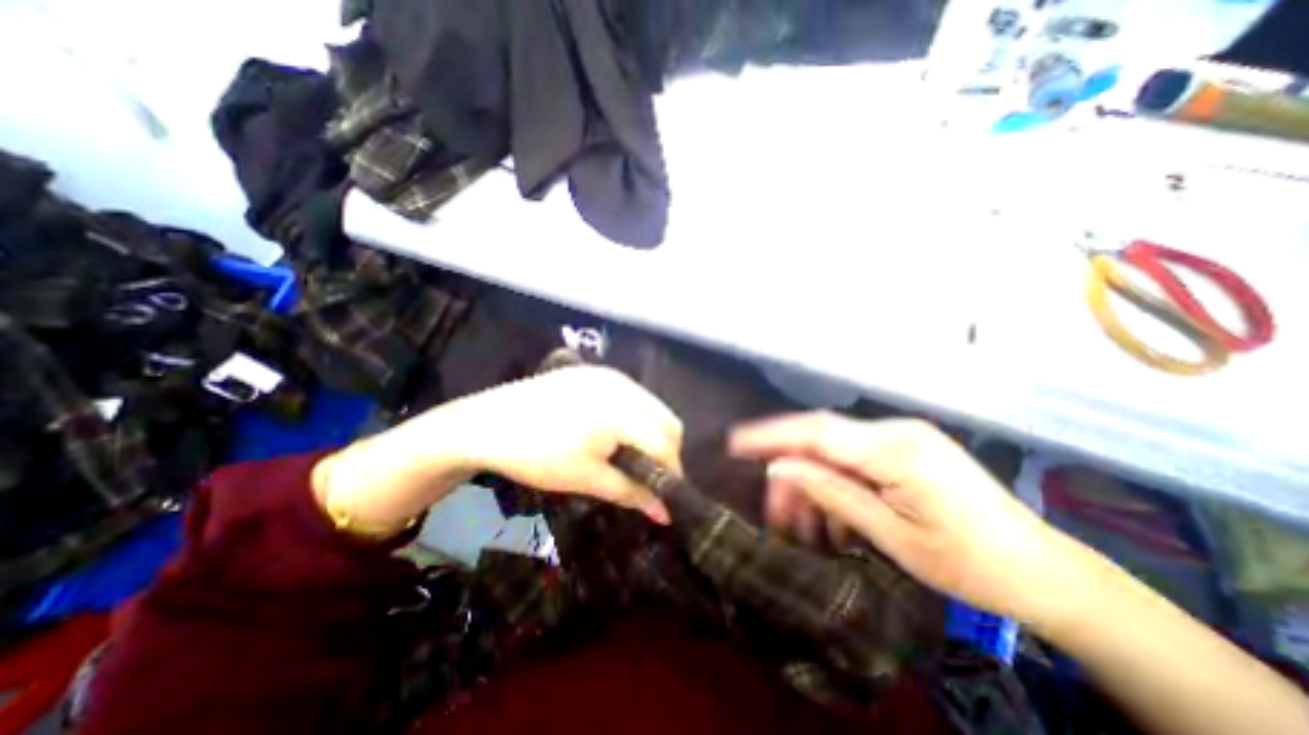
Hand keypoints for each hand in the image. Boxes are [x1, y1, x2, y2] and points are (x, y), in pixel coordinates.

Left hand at [440, 367, 684, 521]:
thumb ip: (632, 493)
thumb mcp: (587, 478)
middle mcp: (624, 385)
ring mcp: (610, 375)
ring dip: (652, 432)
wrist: (486, 424)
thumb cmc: (537, 456)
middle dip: (666, 451)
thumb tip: (665, 515)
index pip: (666, 443)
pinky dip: (636, 416)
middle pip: (668, 420)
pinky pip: (633, 394)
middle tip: (647, 475)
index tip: (664, 496)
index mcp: (623, 411)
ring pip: (653, 405)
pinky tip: (615, 431)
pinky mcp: (596, 372)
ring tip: (631, 455)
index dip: (671, 472)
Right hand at [732, 411, 1090, 622]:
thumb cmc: (972, 565)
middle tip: (771, 507)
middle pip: (822, 437)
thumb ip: (832, 493)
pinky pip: (855, 460)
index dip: (771, 434)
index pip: (817, 431)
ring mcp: (902, 438)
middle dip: (789, 468)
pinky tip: (829, 514)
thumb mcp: (892, 535)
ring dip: (812, 482)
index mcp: (897, 449)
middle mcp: (896, 431)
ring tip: (799, 522)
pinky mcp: (905, 450)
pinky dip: (834, 483)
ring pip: (835, 451)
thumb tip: (780, 468)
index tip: (735, 442)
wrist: (1046, 574)